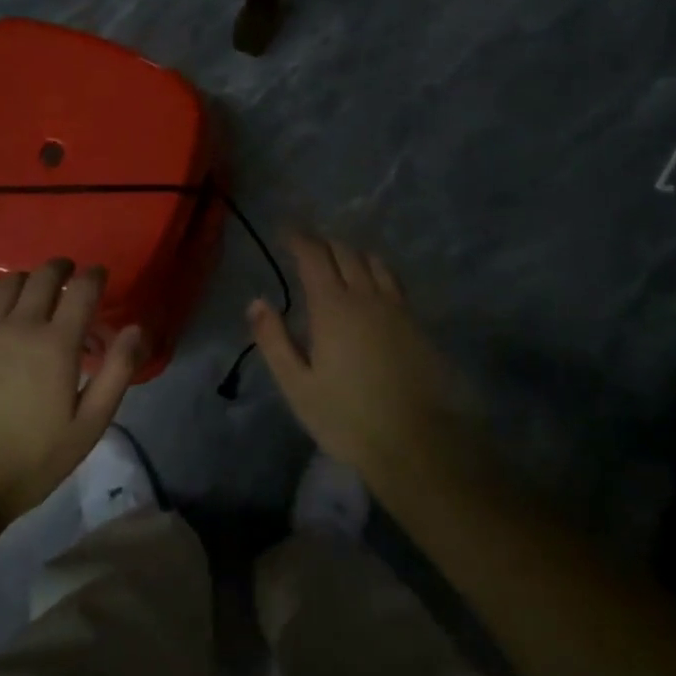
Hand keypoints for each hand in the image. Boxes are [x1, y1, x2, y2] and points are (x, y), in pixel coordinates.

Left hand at [0, 259, 142, 528]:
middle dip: (60, 268)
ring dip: (25, 281)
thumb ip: (116, 372)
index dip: (94, 275)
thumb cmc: (31, 459)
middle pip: (43, 276)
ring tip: (29, 294)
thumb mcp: (88, 425)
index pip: (82, 289)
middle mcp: (19, 325)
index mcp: (57, 344)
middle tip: (66, 276)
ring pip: (6, 283)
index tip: (98, 275)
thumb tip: (136, 329)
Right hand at [248, 234, 462, 480]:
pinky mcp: (417, 324)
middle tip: (306, 247)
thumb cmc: (348, 418)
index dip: (298, 239)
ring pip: (374, 263)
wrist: (419, 443)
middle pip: (345, 253)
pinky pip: (393, 282)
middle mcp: (366, 297)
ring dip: (352, 254)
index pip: (314, 256)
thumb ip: (274, 341)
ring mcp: (396, 308)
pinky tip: (371, 288)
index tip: (285, 232)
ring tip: (338, 261)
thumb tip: (256, 302)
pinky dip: (375, 272)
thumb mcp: (298, 386)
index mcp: (333, 307)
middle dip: (323, 244)